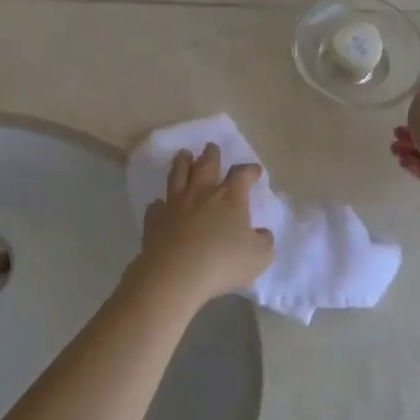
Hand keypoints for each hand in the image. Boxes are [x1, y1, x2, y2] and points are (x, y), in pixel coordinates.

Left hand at [132, 144, 274, 310]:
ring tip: (183, 154)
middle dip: (211, 154)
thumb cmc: (223, 262)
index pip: (242, 175)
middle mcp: (202, 194)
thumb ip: (264, 242)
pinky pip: (157, 205)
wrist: (176, 273)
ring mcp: (176, 204)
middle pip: (206, 165)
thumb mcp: (259, 256)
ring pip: (178, 175)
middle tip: (211, 146)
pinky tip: (160, 203)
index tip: (255, 170)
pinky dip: (160, 203)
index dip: (250, 170)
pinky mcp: (155, 219)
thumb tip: (262, 233)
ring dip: (182, 163)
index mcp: (230, 198)